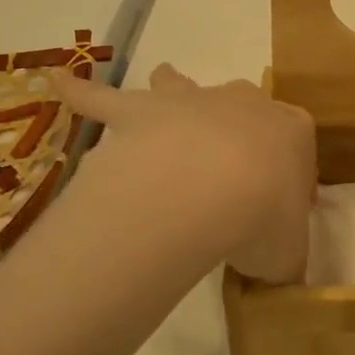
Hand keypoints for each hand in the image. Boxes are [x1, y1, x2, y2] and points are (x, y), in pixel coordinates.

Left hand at [54, 65, 315, 282]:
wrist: (211, 187)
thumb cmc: (264, 216)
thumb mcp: (289, 253)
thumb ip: (285, 259)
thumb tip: (276, 272)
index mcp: (290, 130)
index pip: (295, 146)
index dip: (288, 177)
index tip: (278, 208)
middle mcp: (243, 103)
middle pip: (243, 107)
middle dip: (238, 127)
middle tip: (229, 170)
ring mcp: (188, 102)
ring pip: (179, 83)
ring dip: (172, 86)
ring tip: (162, 89)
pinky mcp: (138, 111)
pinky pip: (102, 98)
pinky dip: (80, 92)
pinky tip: (59, 82)